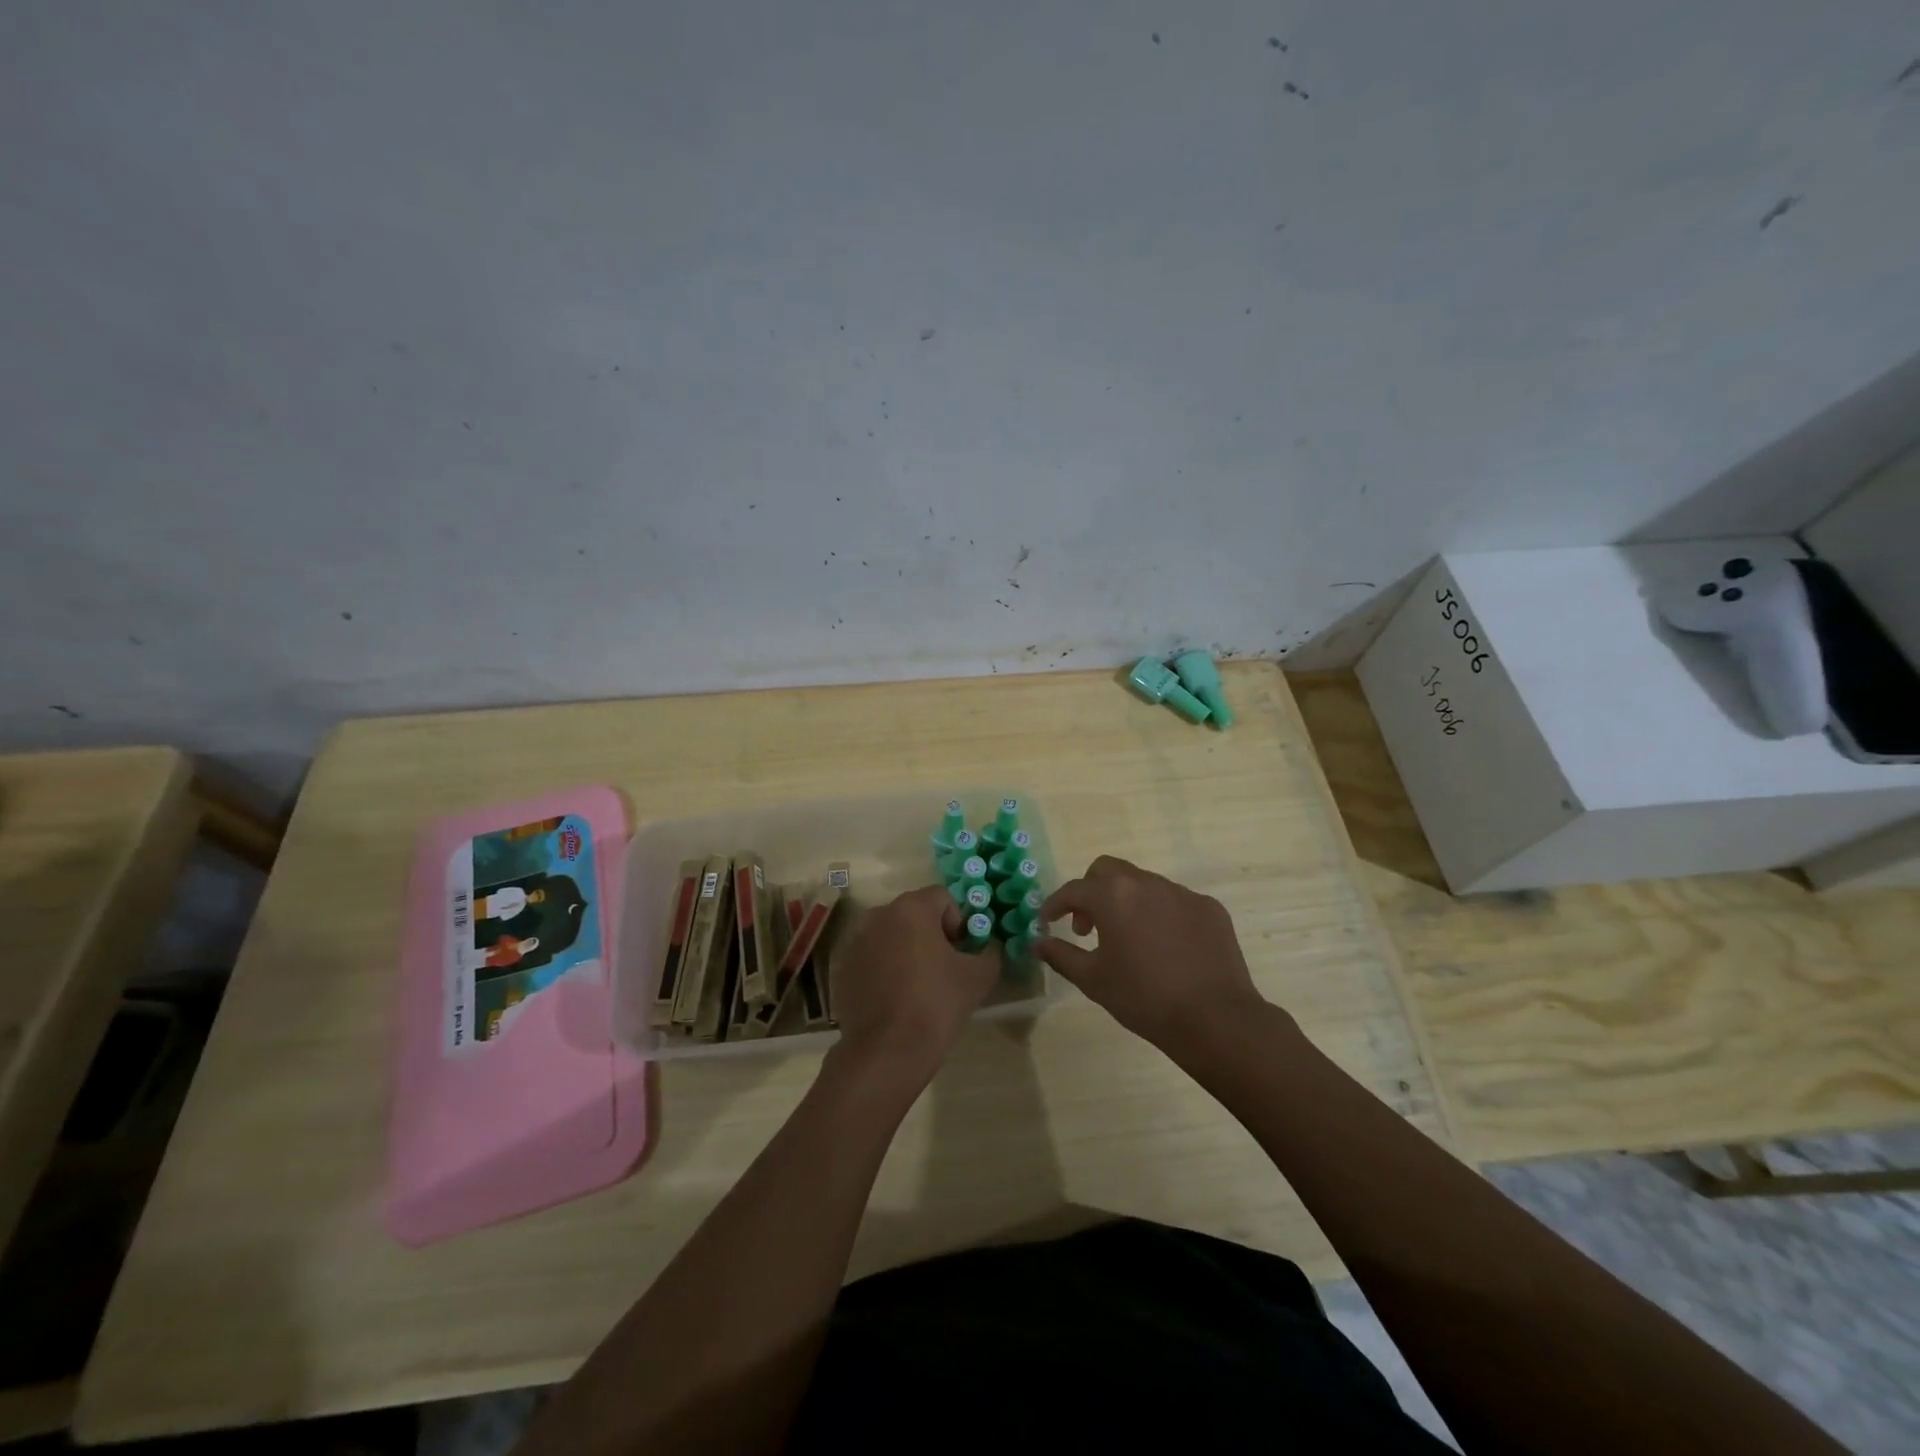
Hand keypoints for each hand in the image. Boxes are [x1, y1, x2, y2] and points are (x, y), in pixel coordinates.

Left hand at [829, 885, 1000, 1085]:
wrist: (887, 1051)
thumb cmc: (936, 1004)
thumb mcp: (979, 977)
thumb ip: (990, 952)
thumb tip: (989, 947)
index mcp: (910, 908)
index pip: (942, 898)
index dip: (959, 923)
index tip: (962, 954)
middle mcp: (878, 915)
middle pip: (914, 915)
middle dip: (931, 935)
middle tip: (944, 970)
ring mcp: (855, 942)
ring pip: (891, 936)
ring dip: (906, 951)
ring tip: (918, 987)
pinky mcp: (842, 969)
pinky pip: (871, 958)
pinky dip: (884, 970)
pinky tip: (894, 1000)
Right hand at [1036, 856, 1269, 1056]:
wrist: (1215, 1019)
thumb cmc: (1144, 999)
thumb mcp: (1093, 980)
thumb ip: (1061, 955)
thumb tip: (1036, 942)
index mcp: (1114, 896)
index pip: (1074, 890)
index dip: (1055, 905)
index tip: (1047, 922)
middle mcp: (1147, 883)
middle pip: (1107, 871)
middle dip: (1090, 892)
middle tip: (1088, 927)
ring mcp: (1182, 893)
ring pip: (1143, 884)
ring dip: (1126, 902)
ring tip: (1128, 939)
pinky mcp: (1209, 908)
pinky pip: (1175, 901)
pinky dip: (1160, 914)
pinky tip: (1165, 947)